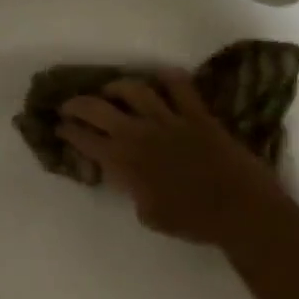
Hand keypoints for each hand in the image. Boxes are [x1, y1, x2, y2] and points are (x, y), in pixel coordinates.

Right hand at [57, 73, 281, 244]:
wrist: (240, 210)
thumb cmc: (191, 221)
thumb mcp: (147, 214)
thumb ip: (132, 189)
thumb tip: (129, 176)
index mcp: (123, 162)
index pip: (84, 139)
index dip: (67, 132)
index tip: (59, 128)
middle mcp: (139, 134)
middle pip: (97, 108)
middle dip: (77, 104)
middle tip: (70, 106)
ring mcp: (169, 120)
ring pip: (133, 89)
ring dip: (116, 87)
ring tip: (110, 90)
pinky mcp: (197, 114)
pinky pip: (179, 85)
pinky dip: (166, 78)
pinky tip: (158, 80)